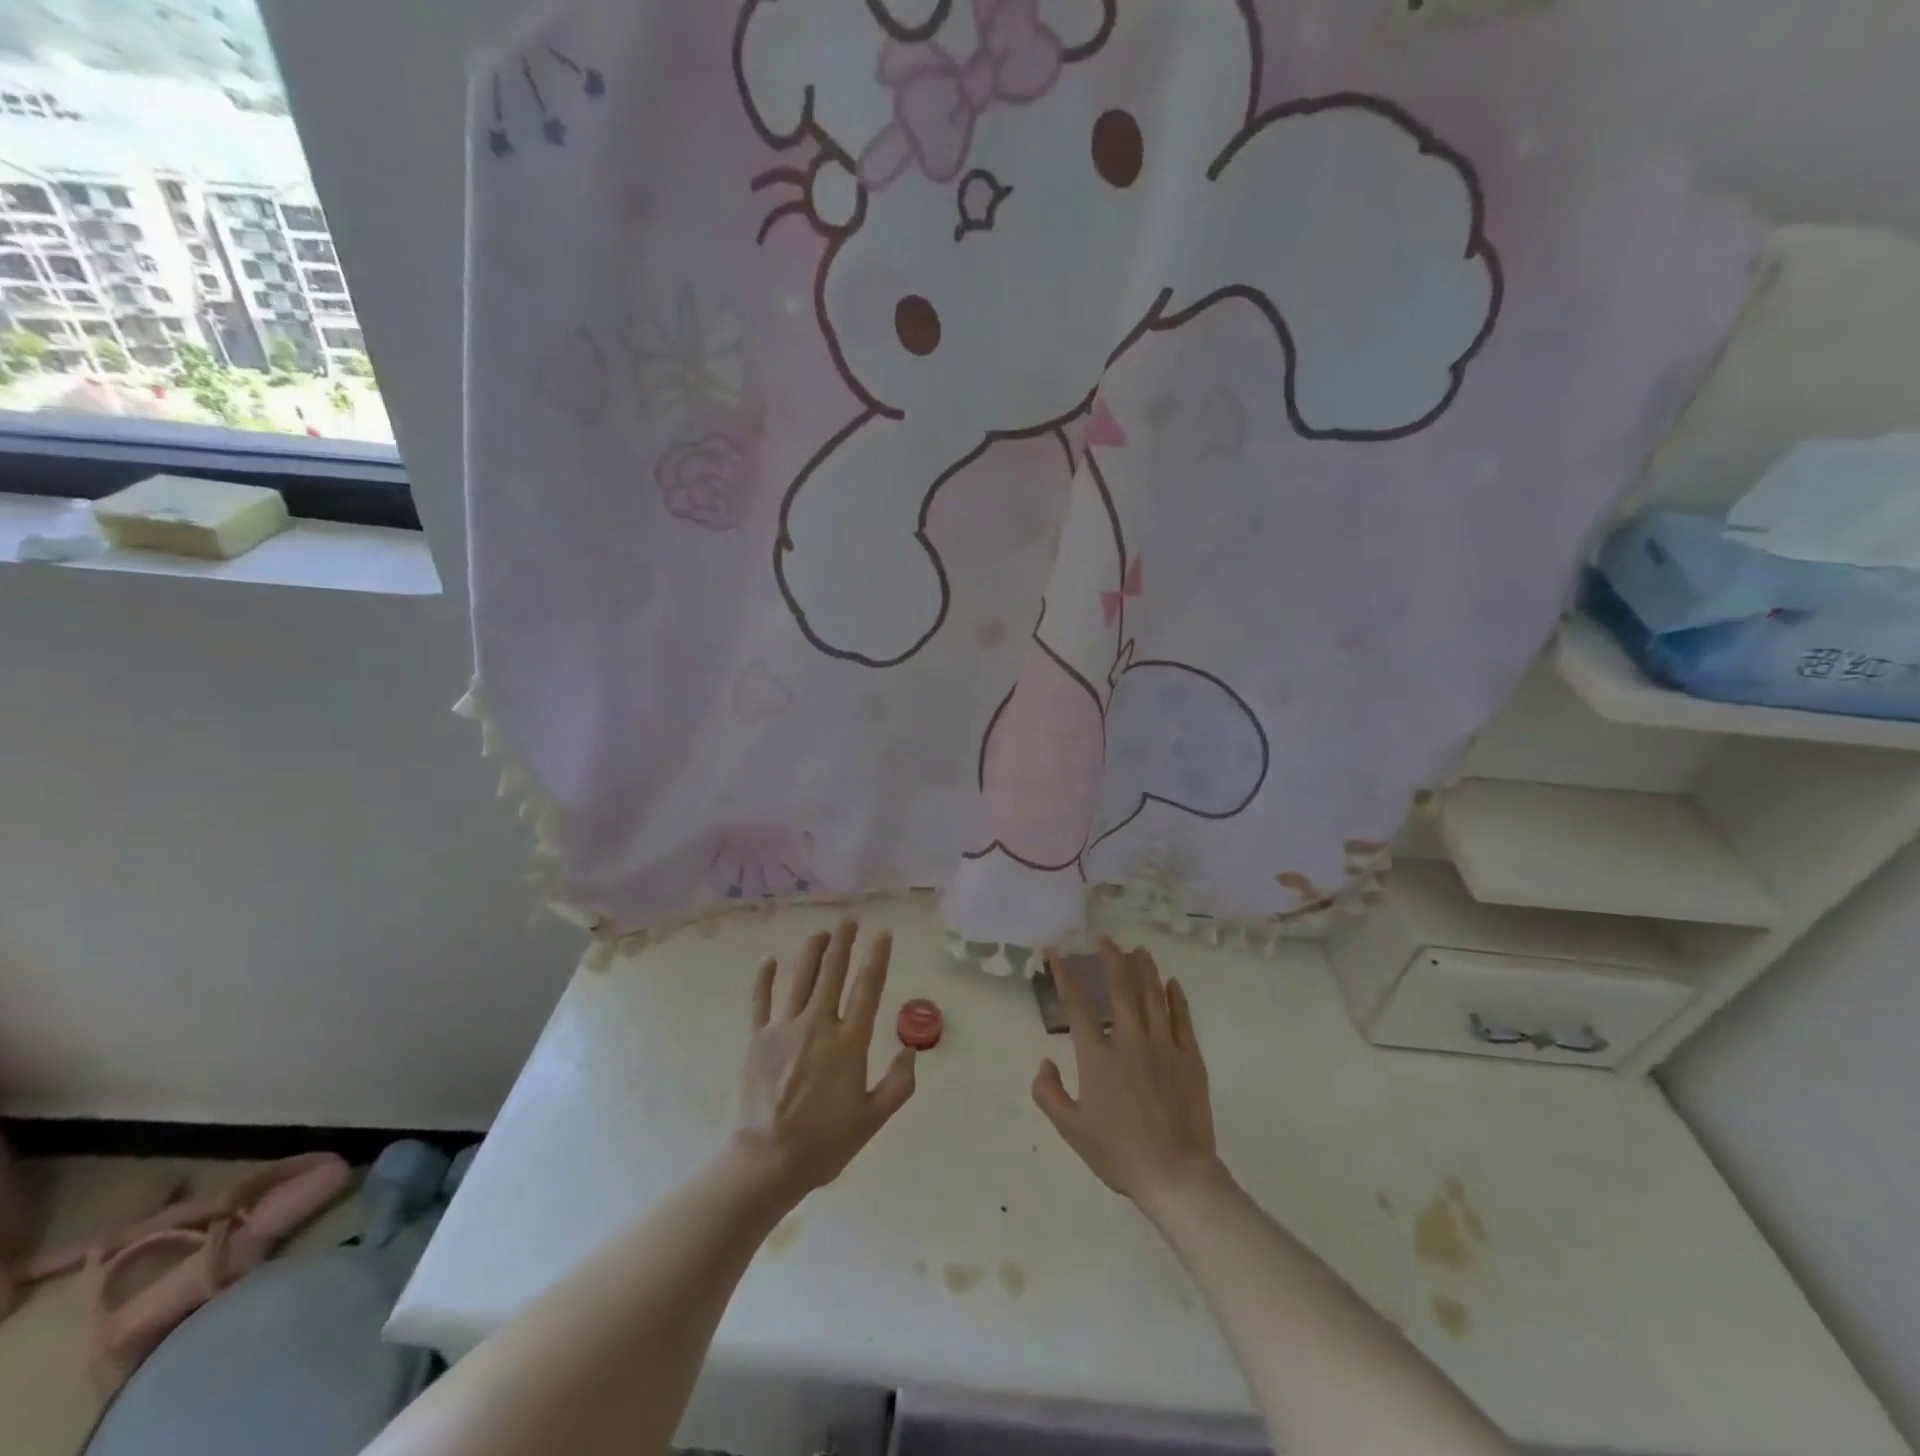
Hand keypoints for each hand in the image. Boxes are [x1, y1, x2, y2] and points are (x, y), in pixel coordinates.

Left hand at [730, 919, 916, 1200]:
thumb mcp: (872, 1120)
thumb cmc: (824, 1143)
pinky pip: (761, 1000)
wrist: (765, 1161)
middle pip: (833, 972)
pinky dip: (765, 978)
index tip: (883, 933)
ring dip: (812, 951)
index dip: (877, 958)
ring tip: (821, 932)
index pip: (867, 988)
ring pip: (800, 978)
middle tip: (850, 920)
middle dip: (844, 943)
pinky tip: (770, 959)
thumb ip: (898, 1083)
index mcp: (849, 1042)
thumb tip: (911, 1050)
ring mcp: (784, 1028)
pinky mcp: (757, 1038)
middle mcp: (818, 1024)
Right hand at [1033, 939, 1221, 1207]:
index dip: (1066, 976)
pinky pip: (1182, 1019)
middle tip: (1106, 939)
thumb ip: (1049, 1094)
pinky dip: (1176, 997)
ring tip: (1138, 949)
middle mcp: (1130, 1042)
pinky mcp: (1190, 1059)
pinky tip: (1172, 983)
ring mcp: (1164, 1047)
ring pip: (1153, 997)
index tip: (1057, 953)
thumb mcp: (1071, 1130)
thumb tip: (1043, 1062)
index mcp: (1098, 1057)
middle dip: (1112, 959)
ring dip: (1144, 969)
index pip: (1078, 1007)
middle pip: (1121, 989)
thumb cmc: (1119, 1154)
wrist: (1175, 1175)